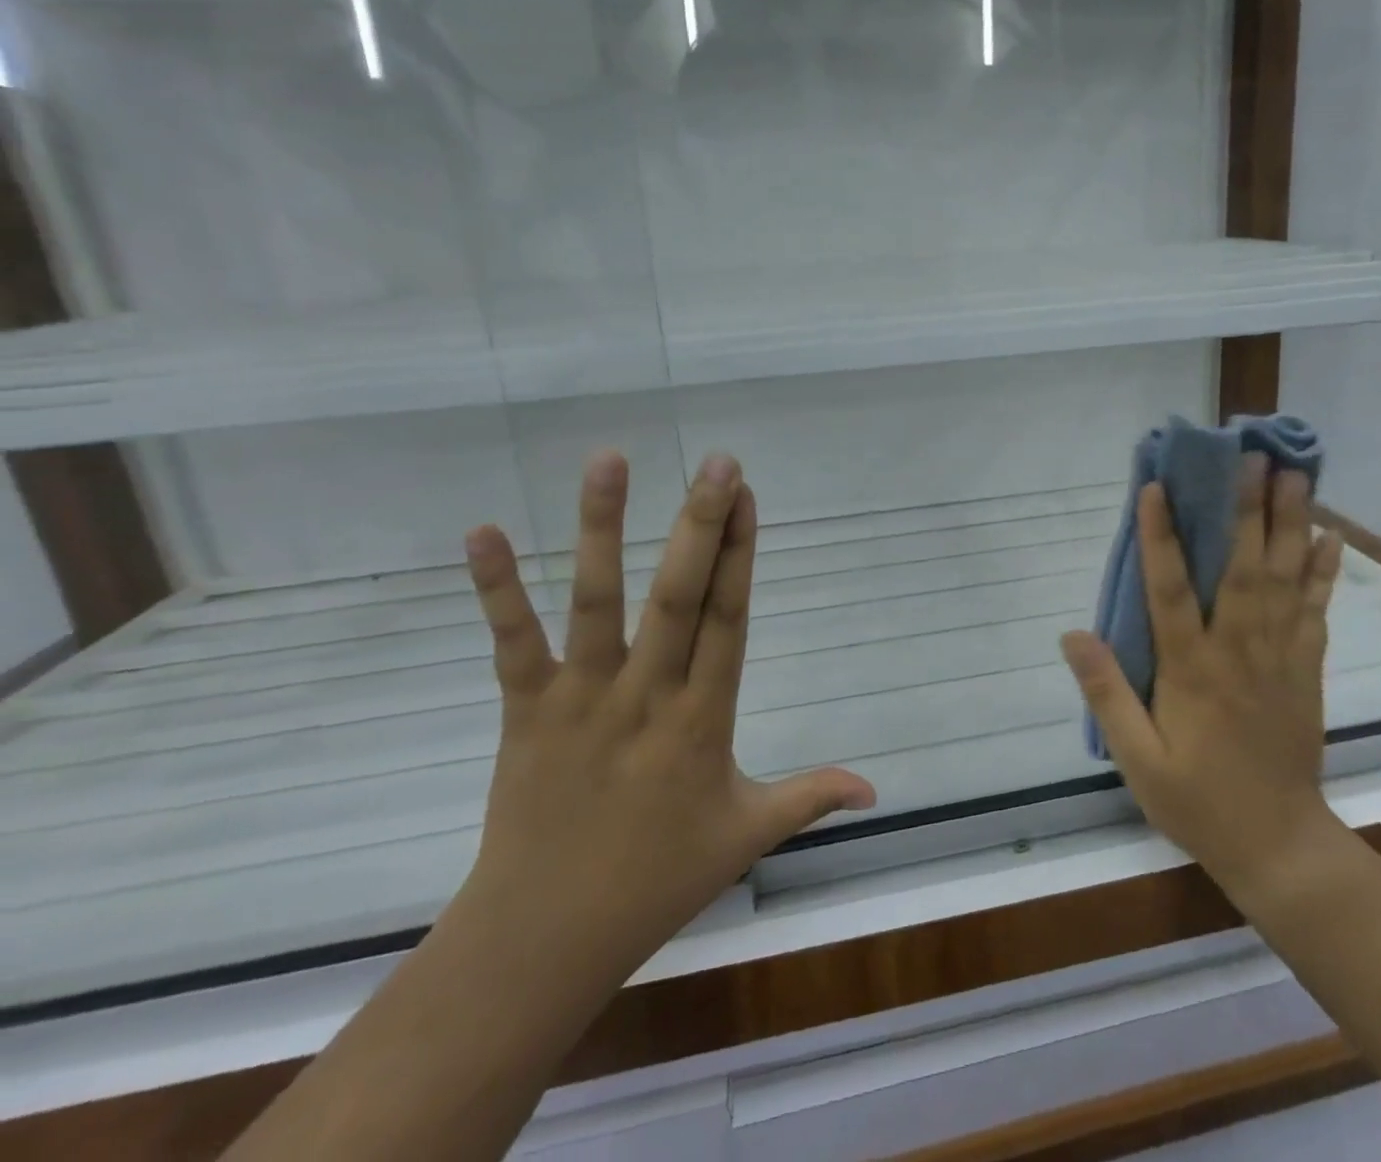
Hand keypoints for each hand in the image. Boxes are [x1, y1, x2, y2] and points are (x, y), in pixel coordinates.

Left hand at [456, 450, 875, 989]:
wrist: (542, 940)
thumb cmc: (656, 881)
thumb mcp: (745, 836)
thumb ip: (810, 798)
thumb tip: (877, 788)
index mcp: (704, 721)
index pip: (729, 620)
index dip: (742, 555)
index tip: (749, 497)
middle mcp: (647, 696)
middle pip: (679, 596)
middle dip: (701, 524)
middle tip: (718, 462)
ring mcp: (582, 699)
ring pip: (597, 601)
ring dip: (602, 529)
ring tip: (611, 460)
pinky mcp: (527, 710)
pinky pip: (512, 642)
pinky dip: (496, 588)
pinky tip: (481, 530)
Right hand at [1060, 460, 1344, 906]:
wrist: (1279, 845)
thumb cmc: (1197, 800)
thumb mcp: (1137, 758)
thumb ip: (1107, 693)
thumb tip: (1073, 633)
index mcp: (1192, 670)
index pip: (1171, 590)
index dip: (1161, 536)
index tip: (1156, 487)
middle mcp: (1239, 651)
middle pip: (1243, 569)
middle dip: (1246, 510)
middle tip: (1252, 458)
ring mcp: (1280, 658)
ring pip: (1285, 580)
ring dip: (1289, 525)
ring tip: (1294, 476)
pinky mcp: (1306, 670)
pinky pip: (1316, 611)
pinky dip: (1323, 572)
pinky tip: (1329, 536)